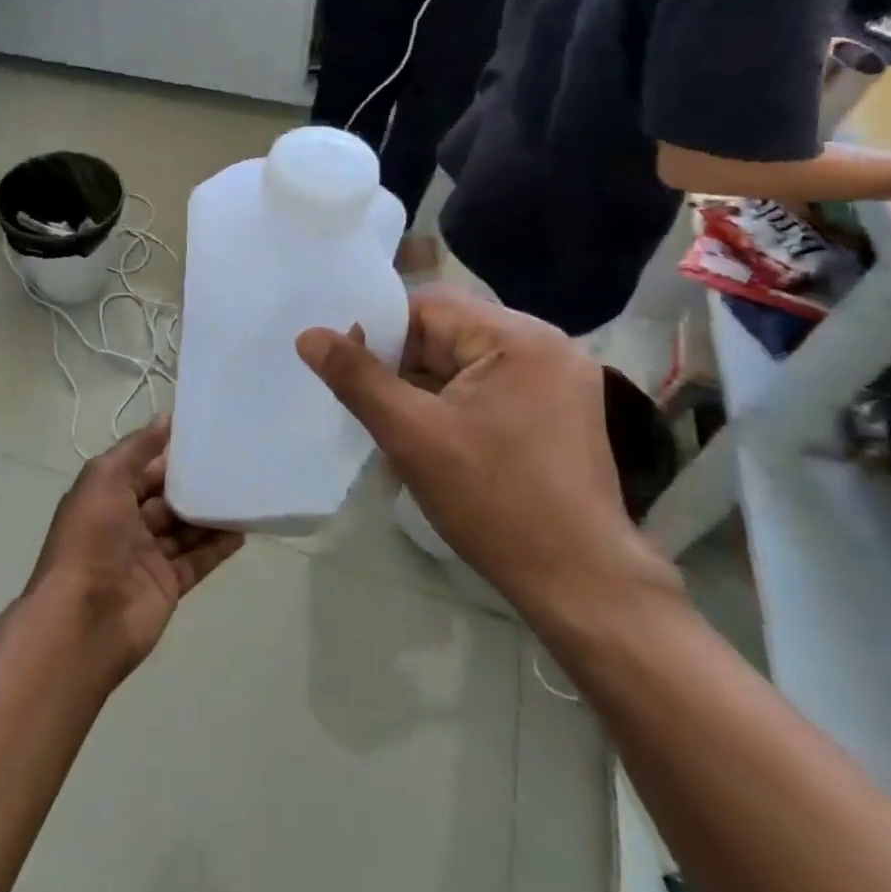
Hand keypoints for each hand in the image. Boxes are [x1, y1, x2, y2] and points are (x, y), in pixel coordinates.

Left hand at [28, 417, 243, 681]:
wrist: (84, 618)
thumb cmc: (91, 539)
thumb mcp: (106, 478)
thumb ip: (137, 448)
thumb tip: (166, 416)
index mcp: (105, 497)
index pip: (142, 469)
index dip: (168, 453)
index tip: (204, 434)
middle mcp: (125, 525)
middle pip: (166, 498)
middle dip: (193, 482)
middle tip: (233, 461)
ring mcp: (148, 557)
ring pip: (185, 528)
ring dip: (210, 512)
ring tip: (245, 491)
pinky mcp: (168, 585)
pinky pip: (198, 560)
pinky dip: (218, 546)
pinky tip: (243, 529)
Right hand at [297, 288, 677, 617]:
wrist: (580, 583)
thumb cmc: (494, 502)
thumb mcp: (412, 435)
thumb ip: (358, 378)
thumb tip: (310, 335)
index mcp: (520, 338)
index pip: (430, 308)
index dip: (381, 333)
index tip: (351, 369)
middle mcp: (548, 346)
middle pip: (450, 333)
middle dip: (404, 366)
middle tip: (371, 404)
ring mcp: (559, 381)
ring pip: (466, 363)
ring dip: (426, 388)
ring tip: (398, 425)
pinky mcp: (559, 412)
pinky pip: (490, 387)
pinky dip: (455, 405)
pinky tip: (435, 440)